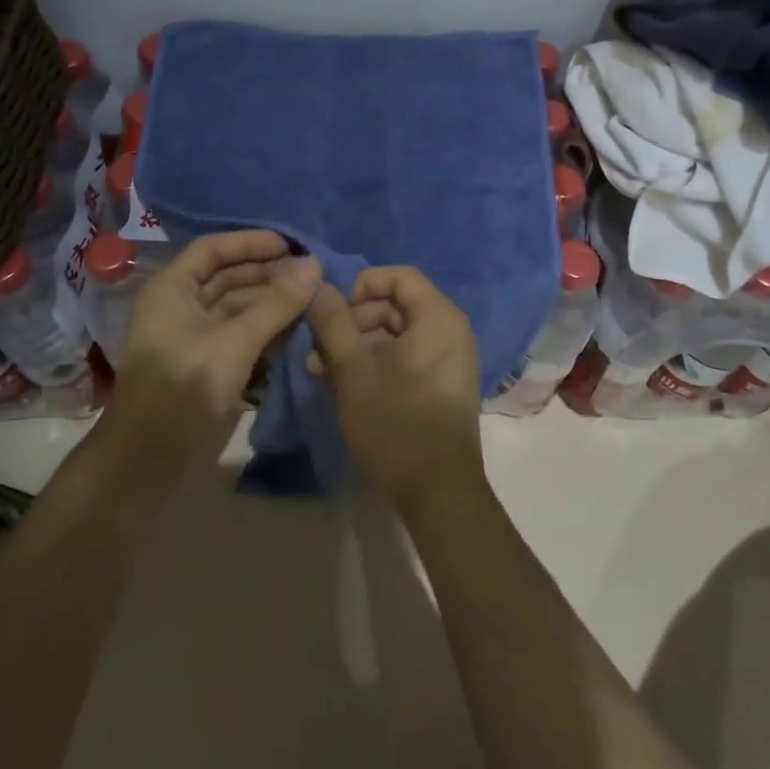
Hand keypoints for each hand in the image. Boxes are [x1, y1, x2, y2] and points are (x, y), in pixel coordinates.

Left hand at [101, 231, 319, 474]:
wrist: (149, 461)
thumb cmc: (185, 387)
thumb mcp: (235, 341)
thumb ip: (276, 303)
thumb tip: (314, 263)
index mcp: (173, 289)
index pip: (214, 249)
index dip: (251, 242)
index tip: (292, 245)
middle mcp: (181, 306)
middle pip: (228, 277)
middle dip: (268, 274)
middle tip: (312, 275)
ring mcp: (194, 337)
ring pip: (237, 308)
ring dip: (271, 303)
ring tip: (312, 300)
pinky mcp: (207, 365)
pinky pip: (240, 335)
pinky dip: (266, 330)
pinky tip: (297, 330)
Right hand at [305, 266, 485, 511]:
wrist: (439, 492)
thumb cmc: (396, 422)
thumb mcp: (354, 370)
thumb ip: (334, 323)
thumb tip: (318, 286)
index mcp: (438, 317)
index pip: (398, 276)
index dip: (361, 285)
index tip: (332, 311)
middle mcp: (451, 330)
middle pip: (396, 305)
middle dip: (353, 321)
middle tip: (319, 347)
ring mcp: (449, 360)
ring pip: (397, 334)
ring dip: (358, 345)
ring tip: (321, 370)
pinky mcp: (442, 385)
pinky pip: (407, 357)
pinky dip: (376, 363)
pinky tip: (344, 384)